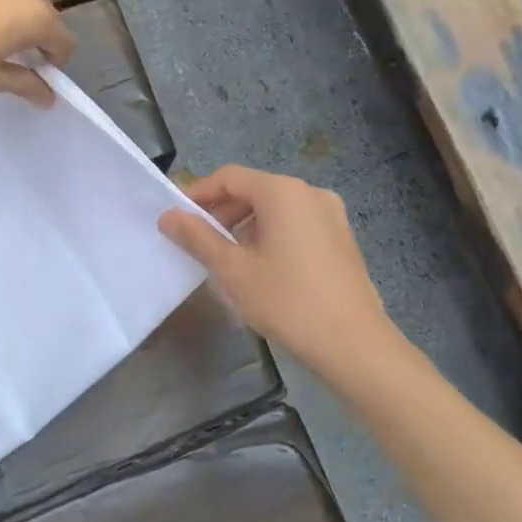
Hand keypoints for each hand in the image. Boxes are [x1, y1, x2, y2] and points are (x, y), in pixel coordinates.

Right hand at [158, 165, 395, 384]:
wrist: (353, 344)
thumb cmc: (287, 301)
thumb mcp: (233, 270)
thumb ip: (198, 238)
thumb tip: (168, 216)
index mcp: (283, 192)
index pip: (229, 177)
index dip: (198, 194)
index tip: (176, 219)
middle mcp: (310, 193)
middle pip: (254, 190)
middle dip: (222, 212)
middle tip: (197, 242)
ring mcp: (331, 215)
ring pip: (275, 209)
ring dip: (245, 226)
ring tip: (226, 259)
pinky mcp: (341, 238)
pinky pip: (296, 224)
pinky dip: (271, 235)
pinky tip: (261, 268)